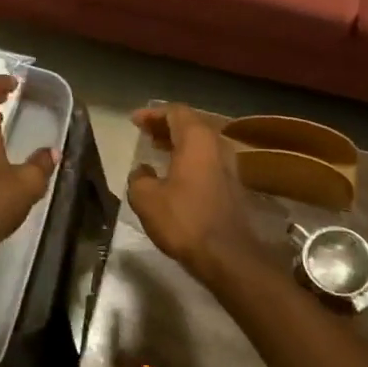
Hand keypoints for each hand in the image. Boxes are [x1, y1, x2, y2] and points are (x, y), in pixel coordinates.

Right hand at [126, 104, 260, 285]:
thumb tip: (142, 171)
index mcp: (197, 139)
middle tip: (145, 133)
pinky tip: (174, 174)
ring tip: (156, 150)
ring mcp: (229, 165)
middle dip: (166, 126)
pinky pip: (207, 160)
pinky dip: (189, 158)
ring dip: (178, 143)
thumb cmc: (184, 219)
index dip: (153, 114)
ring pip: (201, 143)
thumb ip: (139, 178)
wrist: (227, 254)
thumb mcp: (147, 198)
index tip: (135, 121)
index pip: (175, 112)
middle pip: (191, 124)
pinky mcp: (233, 185)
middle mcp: (217, 145)